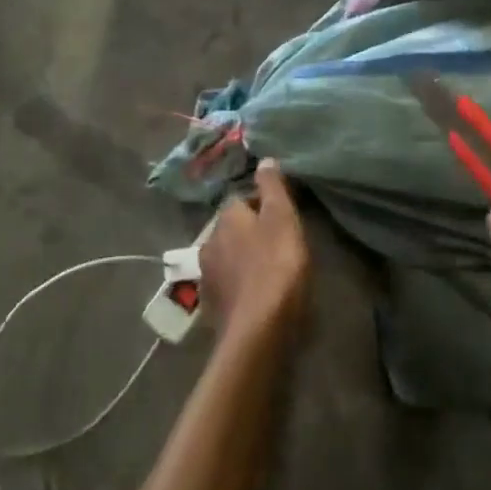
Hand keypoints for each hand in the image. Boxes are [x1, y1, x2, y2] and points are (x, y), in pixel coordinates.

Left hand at [199, 159, 309, 343]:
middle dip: (250, 232)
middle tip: (279, 243)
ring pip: (228, 256)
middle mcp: (209, 242)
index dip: (262, 205)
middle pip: (232, 229)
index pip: (241, 200)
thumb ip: (272, 187)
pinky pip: (228, 285)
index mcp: (226, 218)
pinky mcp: (211, 305)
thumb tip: (264, 159)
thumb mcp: (282, 218)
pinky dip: (240, 285)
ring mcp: (207, 275)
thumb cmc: (276, 266)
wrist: (258, 330)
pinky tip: (256, 295)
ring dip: (244, 259)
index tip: (283, 217)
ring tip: (269, 270)